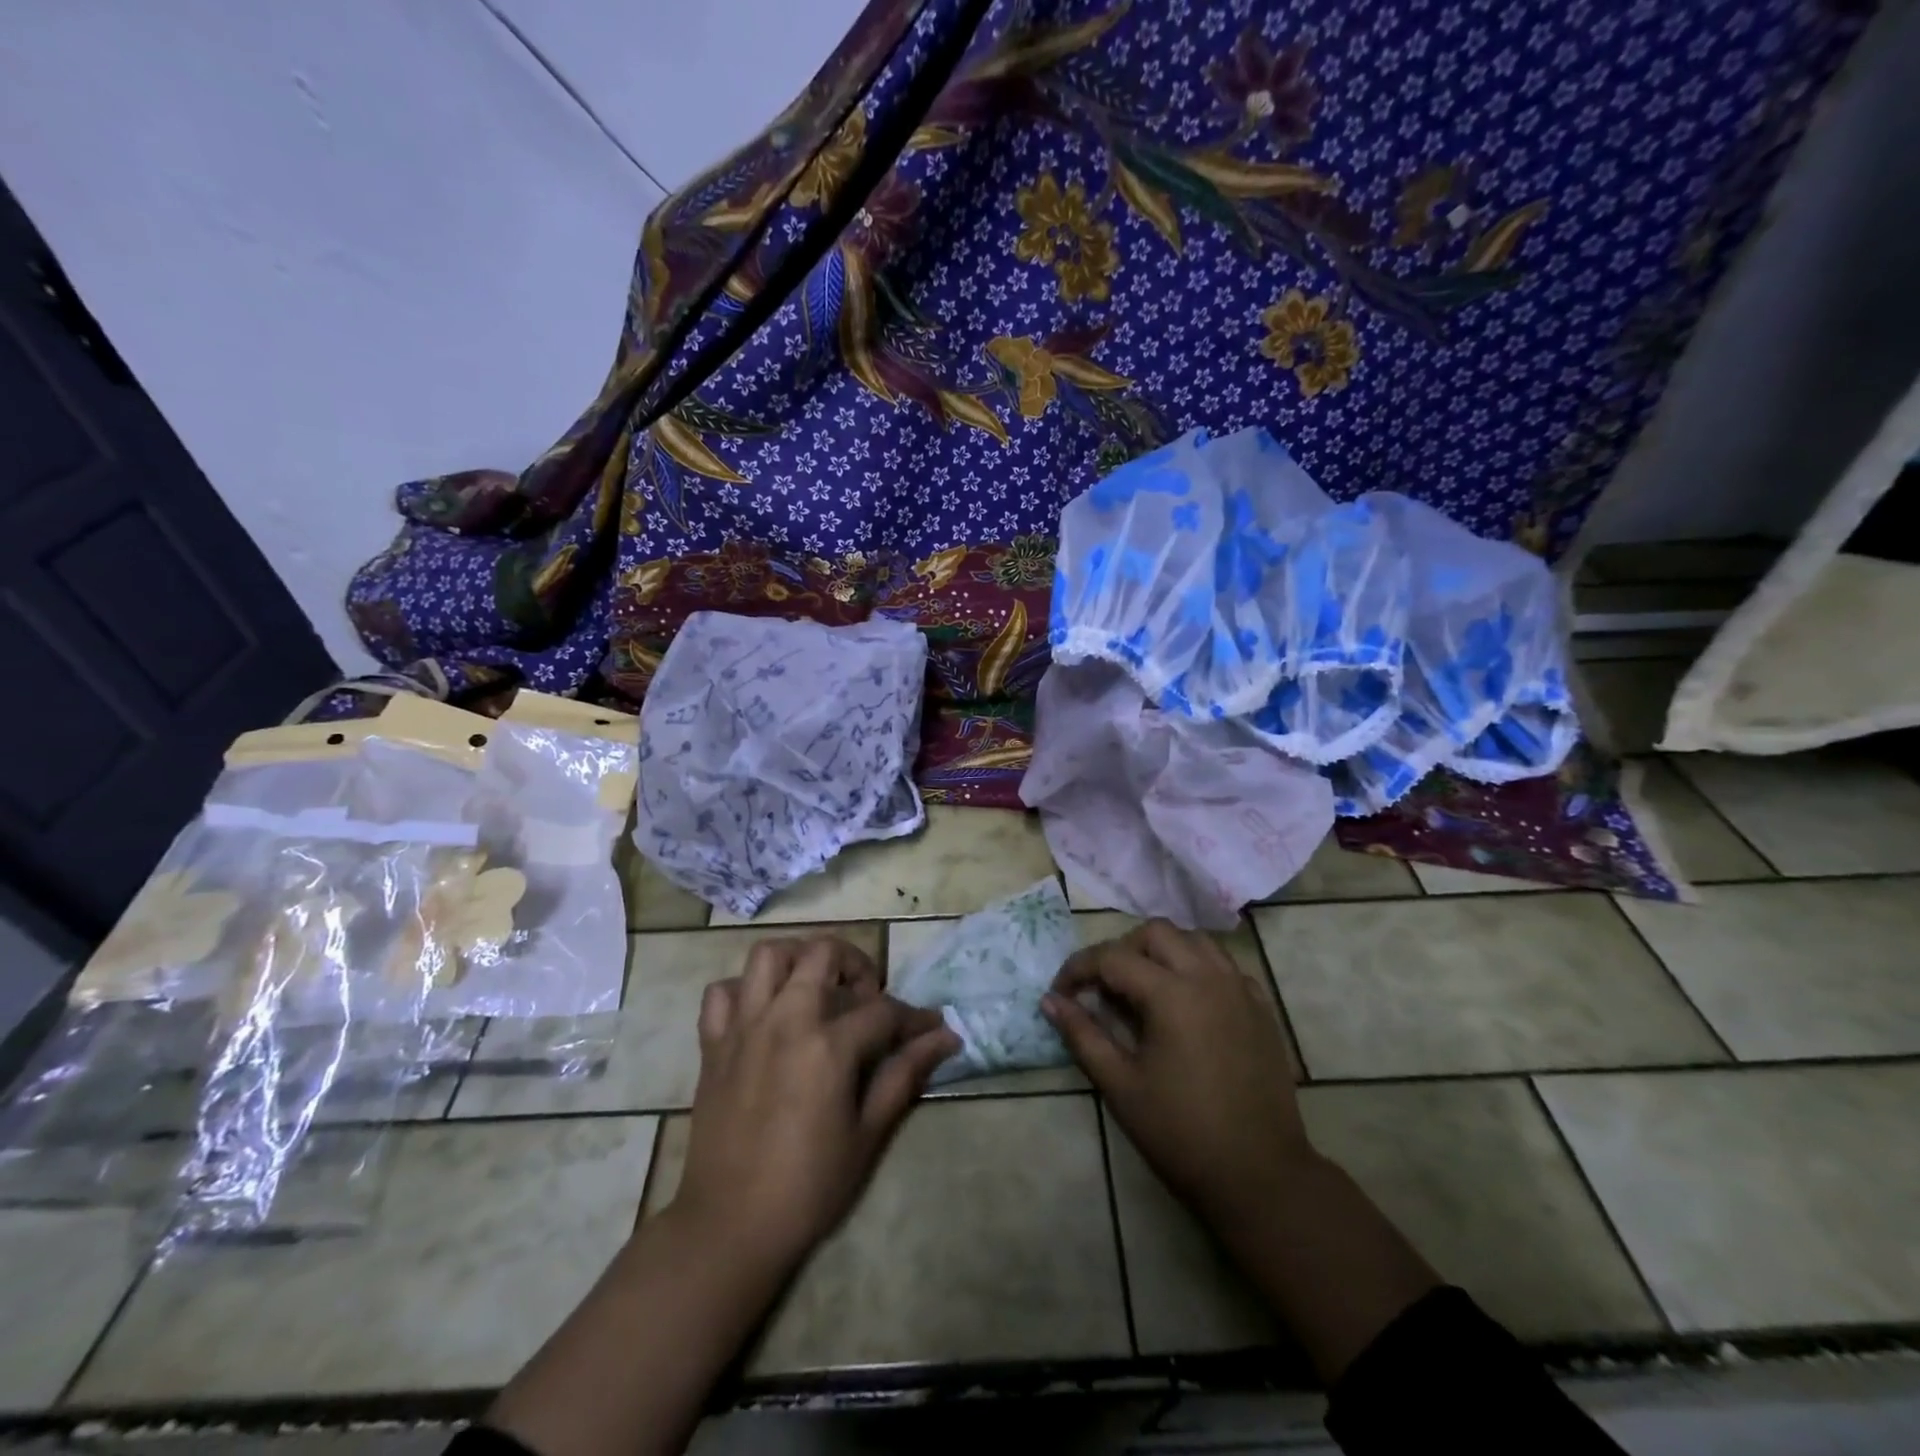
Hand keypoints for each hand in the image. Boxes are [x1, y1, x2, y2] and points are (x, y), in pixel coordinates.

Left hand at [670, 935, 957, 1276]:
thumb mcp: (868, 1134)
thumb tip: (945, 1038)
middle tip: (867, 996)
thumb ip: (904, 1075)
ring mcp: (743, 1027)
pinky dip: (744, 991)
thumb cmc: (809, 1186)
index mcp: (827, 1044)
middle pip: (823, 953)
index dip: (914, 1017)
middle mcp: (785, 1019)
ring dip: (798, 959)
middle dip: (856, 964)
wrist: (729, 1227)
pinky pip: (721, 993)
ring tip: (816, 987)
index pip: (883, 1010)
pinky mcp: (712, 1044)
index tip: (933, 1027)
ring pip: (768, 955)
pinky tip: (763, 1014)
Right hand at [1043, 919, 1314, 1226]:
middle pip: (1155, 933)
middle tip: (1103, 988)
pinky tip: (1186, 1003)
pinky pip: (1224, 966)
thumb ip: (1082, 1035)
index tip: (1060, 994)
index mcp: (1172, 993)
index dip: (1078, 969)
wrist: (1260, 1175)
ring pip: (1194, 940)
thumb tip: (1050, 1001)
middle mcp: (1208, 977)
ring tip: (1144, 988)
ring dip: (1162, 952)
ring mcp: (1241, 989)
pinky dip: (1198, 969)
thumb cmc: (1181, 1133)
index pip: (1112, 957)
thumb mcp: (1120, 1085)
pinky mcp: (1261, 1008)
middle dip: (1121, 950)